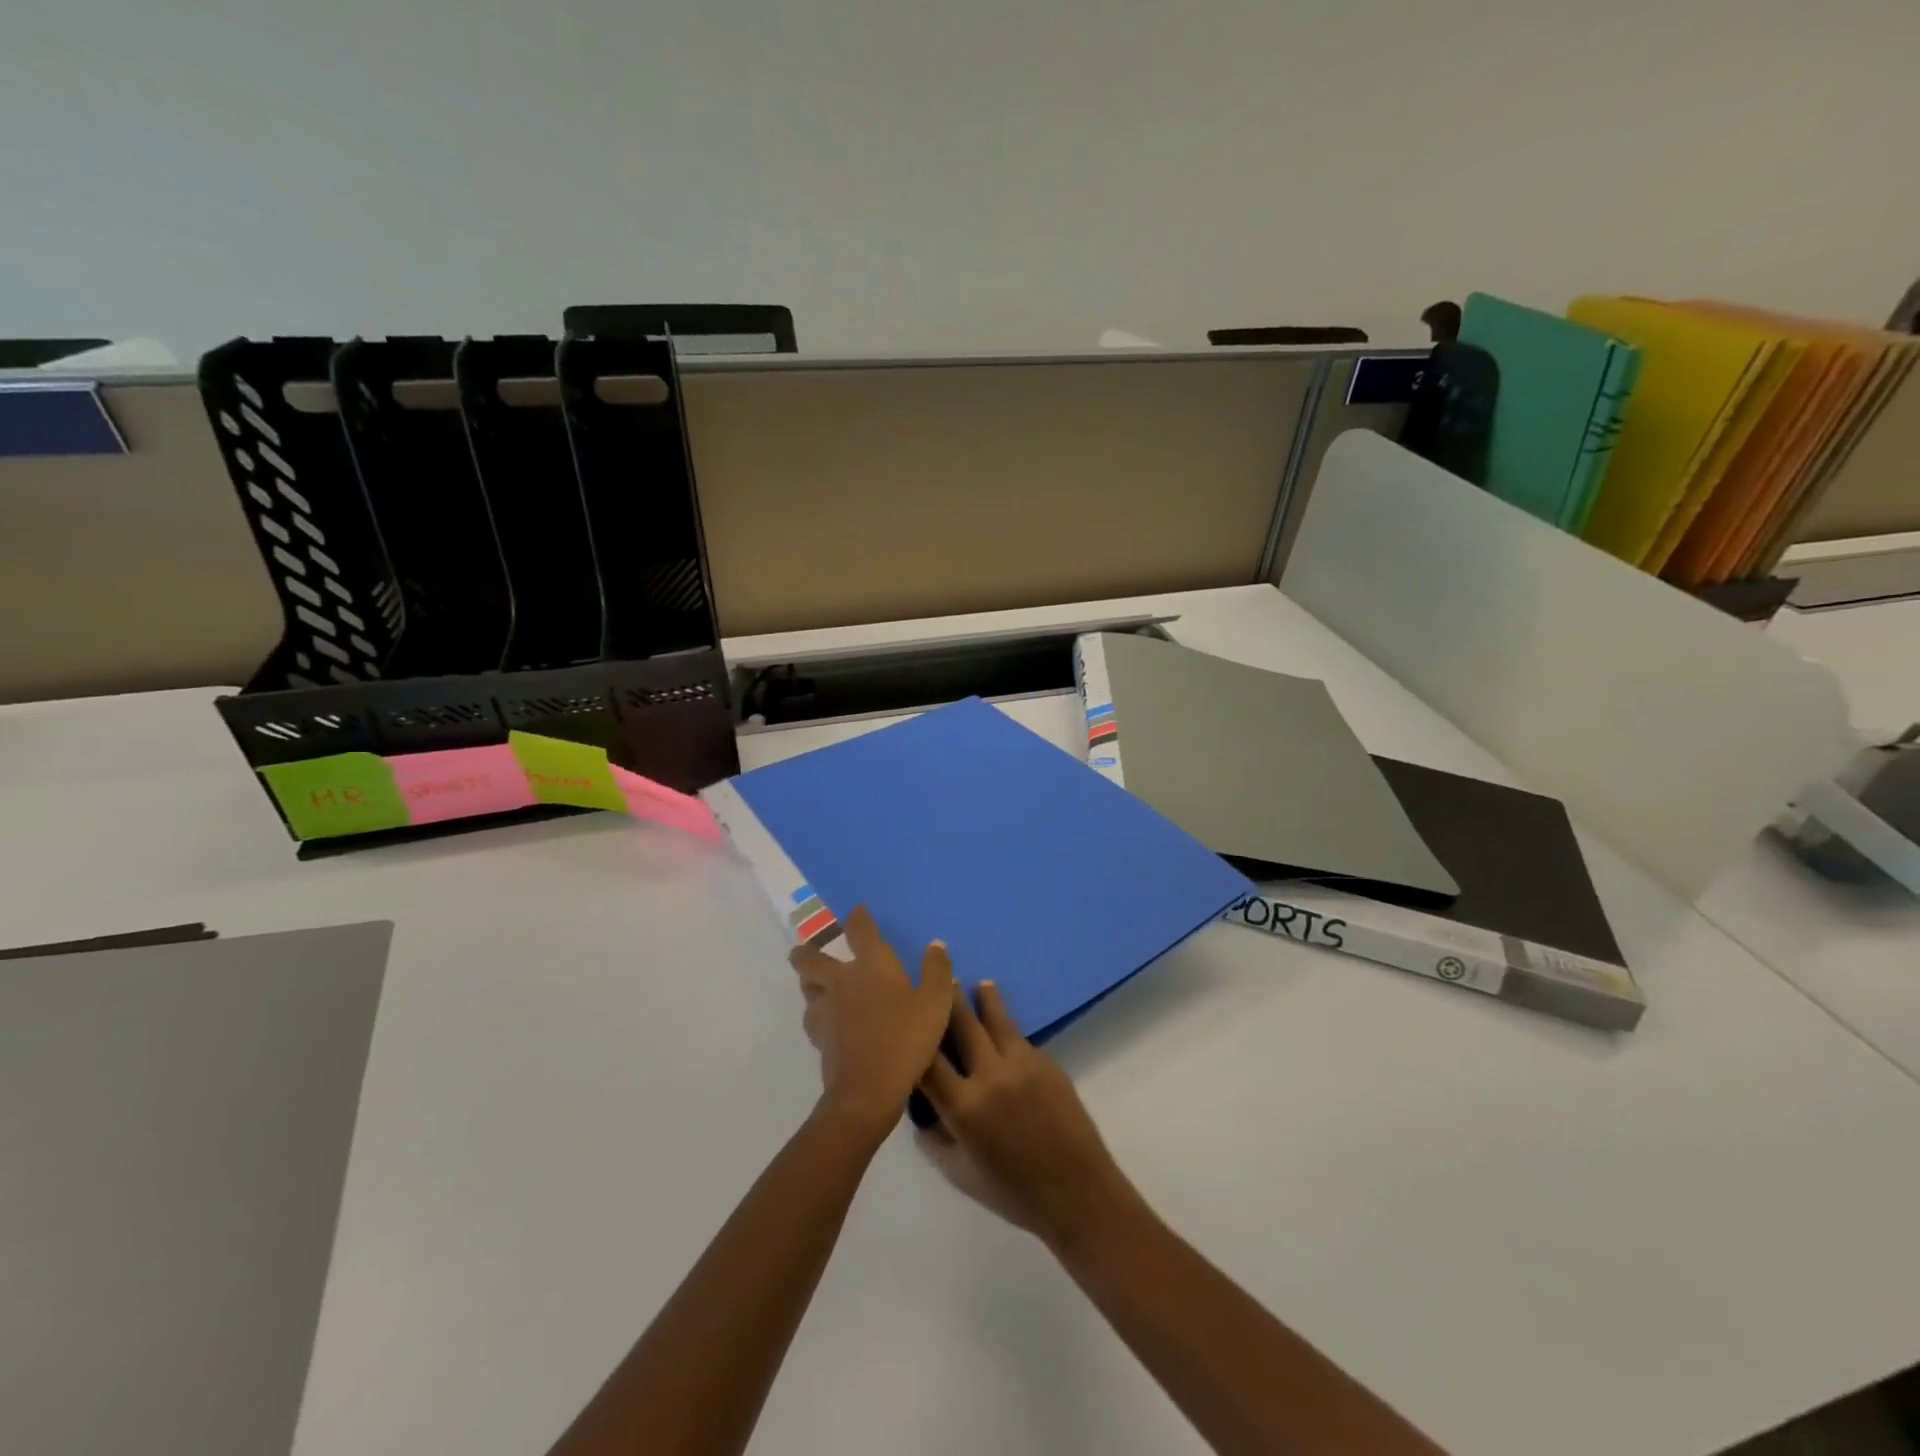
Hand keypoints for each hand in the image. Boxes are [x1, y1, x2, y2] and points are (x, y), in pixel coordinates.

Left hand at [790, 905, 953, 1134]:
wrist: (868, 1088)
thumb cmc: (906, 1038)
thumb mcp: (935, 1003)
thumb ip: (937, 971)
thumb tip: (935, 945)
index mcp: (871, 965)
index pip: (860, 931)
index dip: (857, 918)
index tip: (856, 911)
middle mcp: (841, 981)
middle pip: (810, 959)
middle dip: (806, 952)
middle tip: (807, 951)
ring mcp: (825, 1010)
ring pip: (806, 988)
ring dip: (809, 983)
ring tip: (816, 985)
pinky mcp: (818, 1038)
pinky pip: (812, 1017)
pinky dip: (817, 1014)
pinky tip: (827, 1022)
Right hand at [916, 981, 1138, 1251]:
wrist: (1077, 1192)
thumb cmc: (1014, 1192)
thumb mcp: (960, 1175)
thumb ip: (935, 1141)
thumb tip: (921, 1114)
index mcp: (964, 1107)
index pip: (927, 1062)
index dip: (913, 1038)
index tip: (905, 1018)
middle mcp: (990, 1075)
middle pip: (962, 1025)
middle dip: (948, 1000)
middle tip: (940, 978)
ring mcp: (1021, 1064)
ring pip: (996, 1019)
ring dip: (984, 999)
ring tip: (979, 983)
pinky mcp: (1046, 1061)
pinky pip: (1020, 1038)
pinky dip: (1007, 1028)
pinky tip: (1003, 1023)